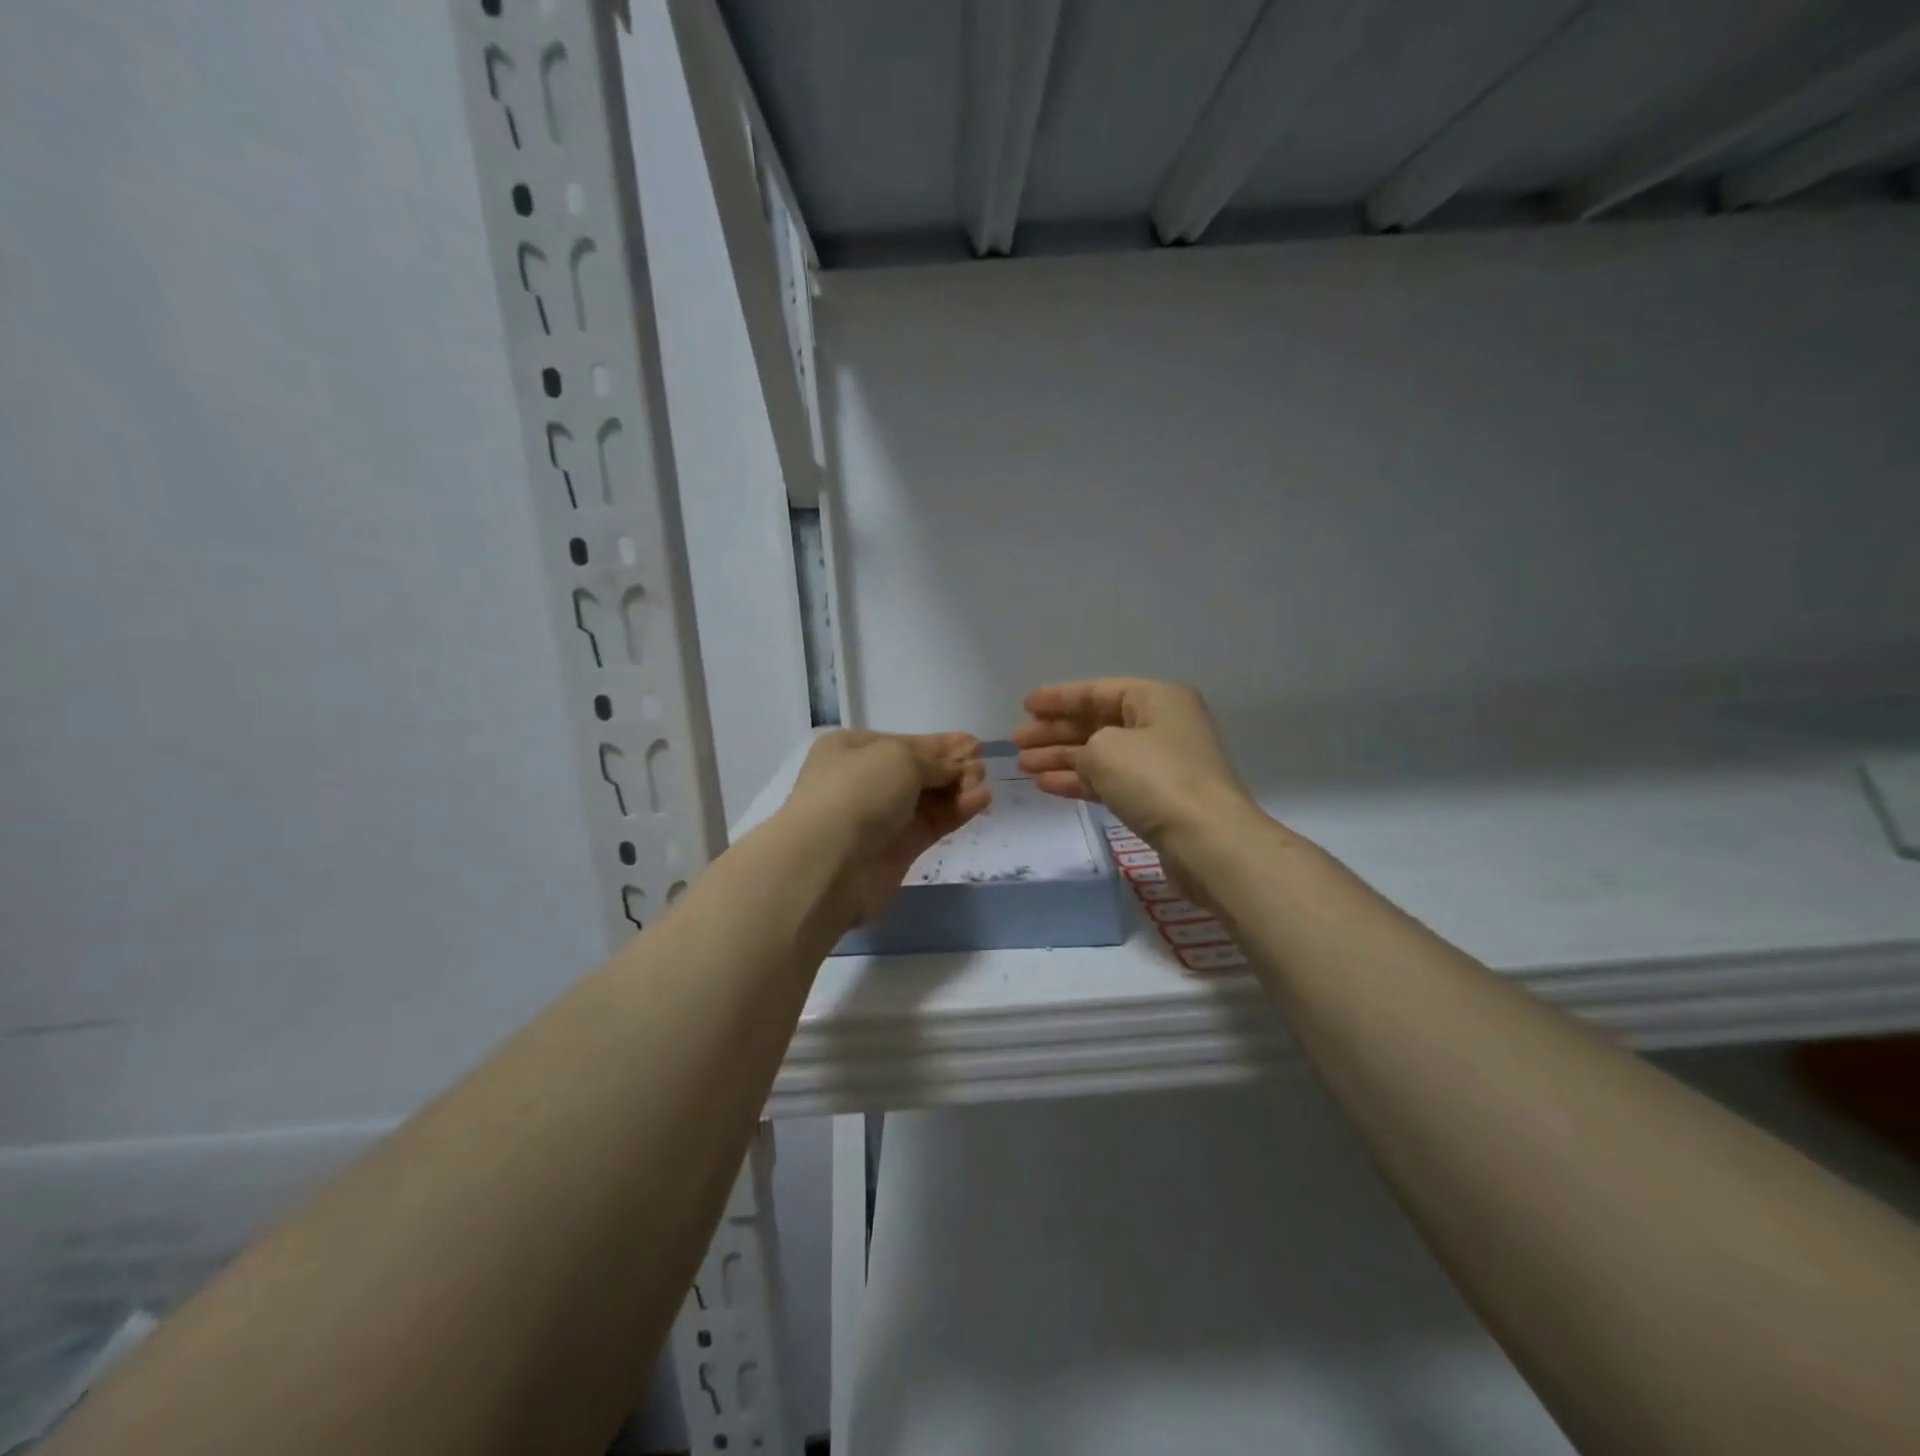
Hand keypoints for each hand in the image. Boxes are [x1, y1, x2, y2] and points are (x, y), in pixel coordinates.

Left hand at [782, 730, 989, 924]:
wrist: (828, 861)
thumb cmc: (857, 791)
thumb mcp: (899, 757)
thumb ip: (934, 760)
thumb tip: (957, 767)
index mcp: (851, 750)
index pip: (902, 742)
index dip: (938, 744)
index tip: (973, 744)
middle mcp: (863, 781)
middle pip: (917, 772)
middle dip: (951, 767)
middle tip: (980, 766)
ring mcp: (880, 818)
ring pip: (927, 799)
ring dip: (957, 789)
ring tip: (982, 785)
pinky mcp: (897, 850)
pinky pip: (932, 824)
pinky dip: (956, 812)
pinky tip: (980, 801)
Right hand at [1010, 678, 1253, 846]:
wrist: (1207, 842)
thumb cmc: (1155, 780)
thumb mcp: (1105, 750)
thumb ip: (1083, 747)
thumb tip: (1084, 760)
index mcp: (1157, 699)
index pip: (1098, 691)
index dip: (1059, 698)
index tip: (1024, 706)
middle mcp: (1161, 725)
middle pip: (1098, 722)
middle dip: (1055, 731)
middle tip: (1017, 740)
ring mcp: (1161, 764)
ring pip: (1101, 754)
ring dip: (1061, 757)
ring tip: (1023, 765)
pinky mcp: (1157, 799)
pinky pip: (1109, 781)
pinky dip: (1079, 781)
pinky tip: (1047, 784)